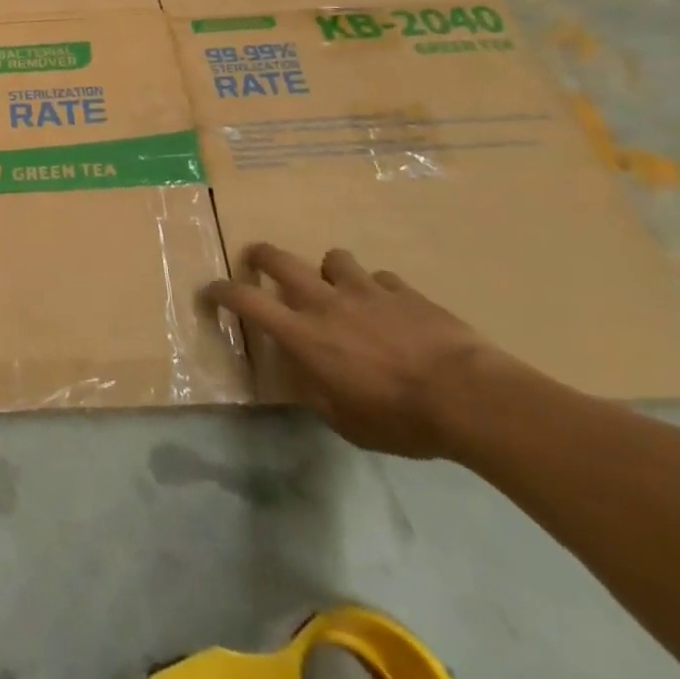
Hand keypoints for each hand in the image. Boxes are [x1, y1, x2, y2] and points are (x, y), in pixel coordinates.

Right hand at [203, 242, 505, 458]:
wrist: (469, 397)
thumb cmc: (400, 419)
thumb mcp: (347, 423)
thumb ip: (320, 394)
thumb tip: (310, 381)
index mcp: (303, 334)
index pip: (246, 301)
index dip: (221, 291)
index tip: (210, 291)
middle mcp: (325, 302)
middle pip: (279, 259)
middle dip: (262, 256)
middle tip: (259, 261)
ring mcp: (365, 290)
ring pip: (333, 258)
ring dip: (329, 272)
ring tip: (340, 289)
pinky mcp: (403, 291)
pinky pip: (381, 279)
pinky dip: (379, 290)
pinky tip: (391, 310)